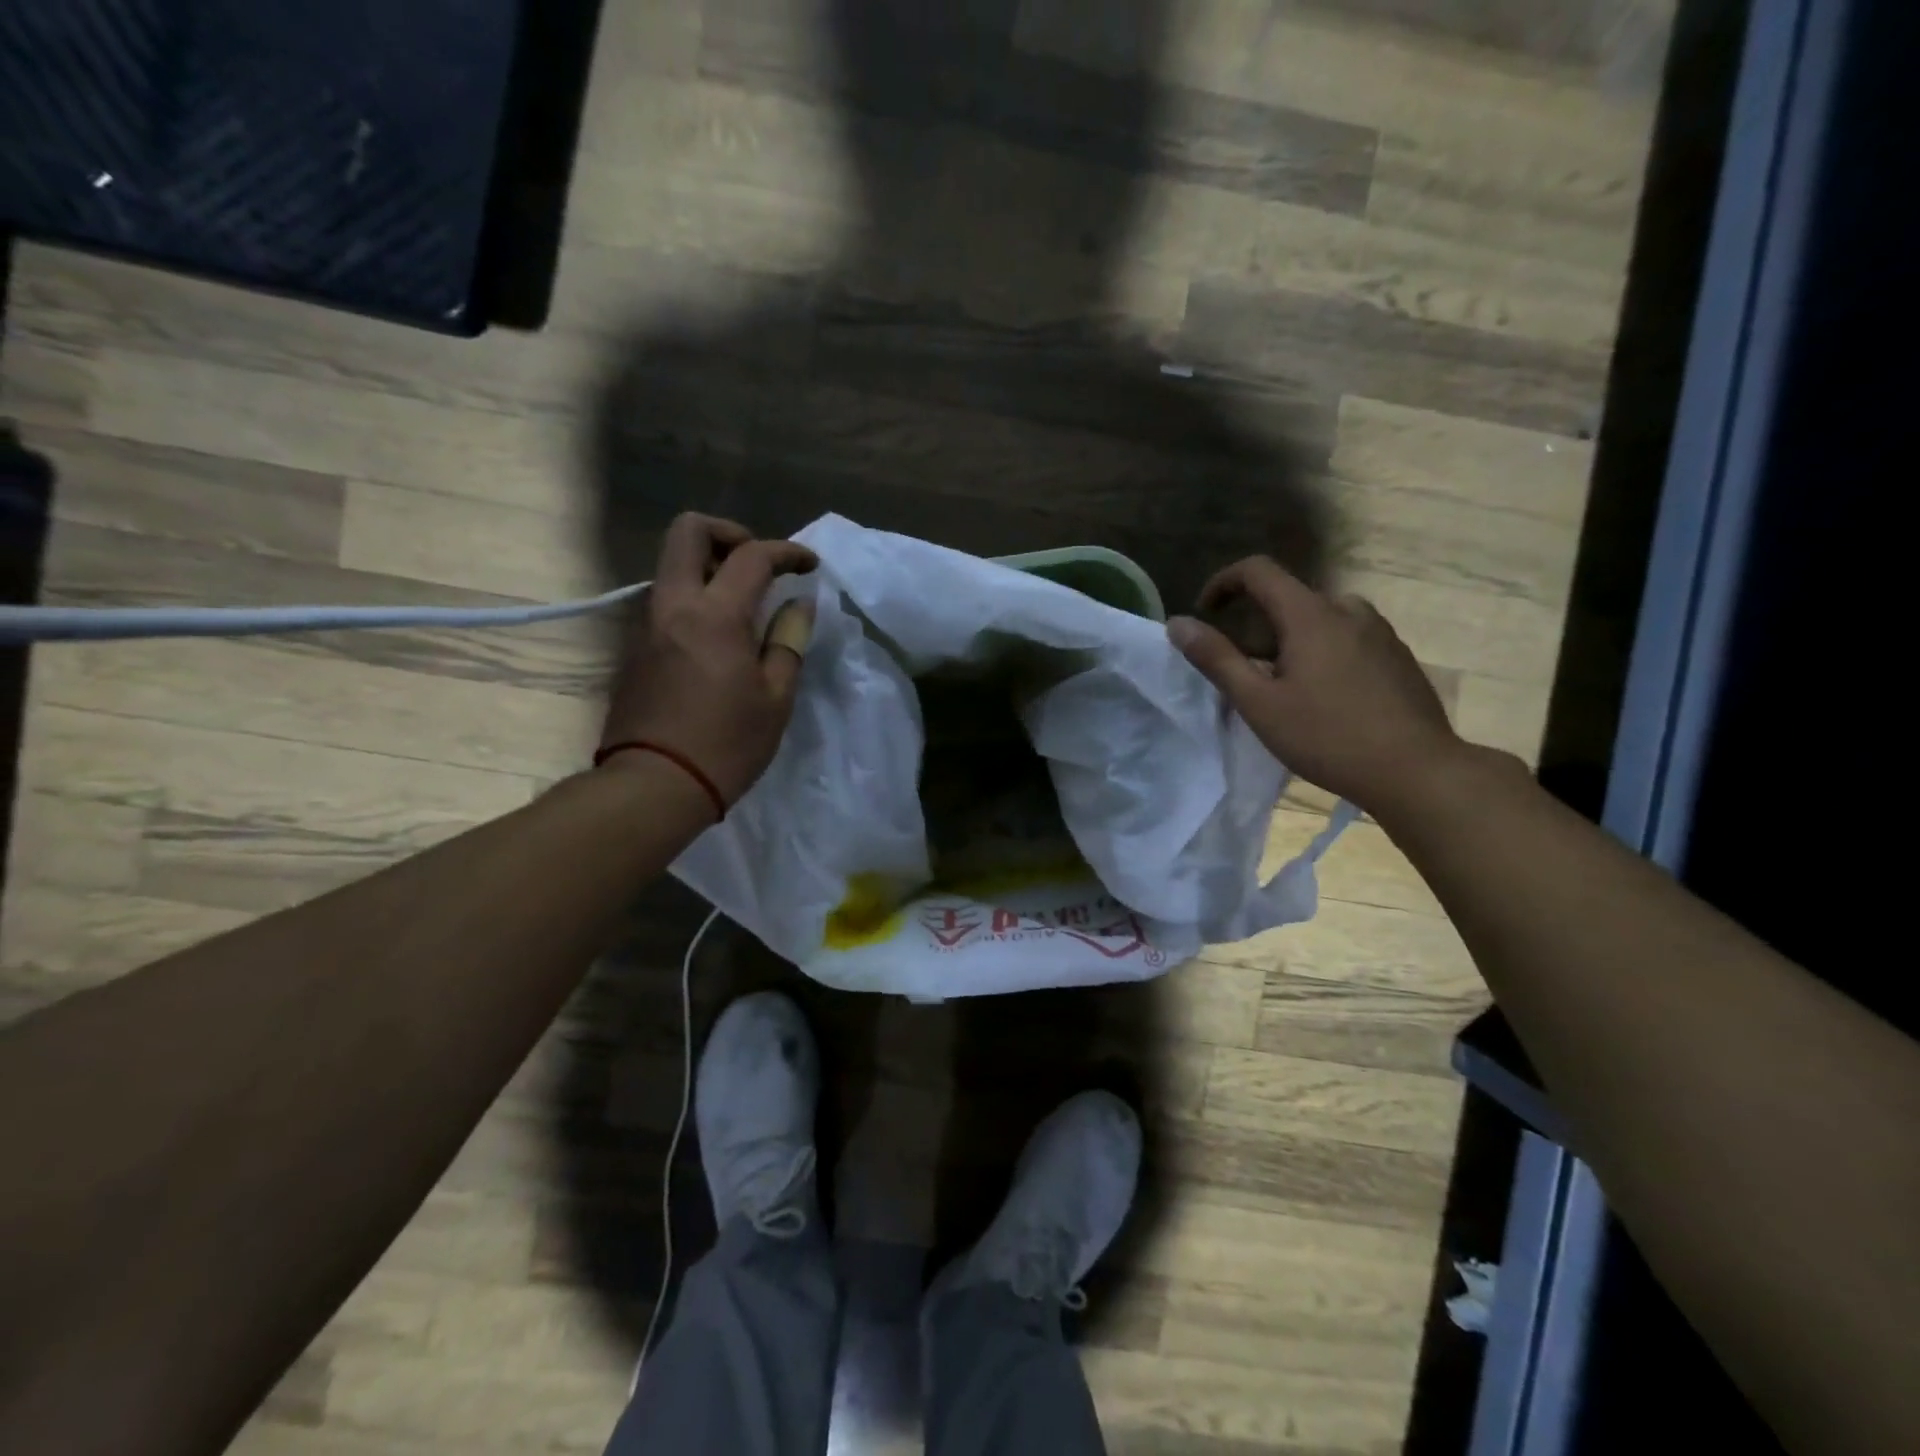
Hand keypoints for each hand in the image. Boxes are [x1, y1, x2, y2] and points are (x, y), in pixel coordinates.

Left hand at [599, 513, 817, 805]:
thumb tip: (797, 606)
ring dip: (709, 567)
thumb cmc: (727, 744)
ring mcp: (646, 624)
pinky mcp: (634, 647)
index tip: (809, 565)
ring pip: (672, 564)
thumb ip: (788, 641)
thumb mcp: (776, 698)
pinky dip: (694, 597)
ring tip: (743, 603)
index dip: (787, 552)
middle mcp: (673, 605)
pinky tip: (717, 636)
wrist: (654, 785)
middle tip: (757, 563)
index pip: (752, 556)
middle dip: (728, 534)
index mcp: (715, 615)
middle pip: (688, 532)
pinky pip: (665, 599)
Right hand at [1167, 557, 1467, 813]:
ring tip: (1283, 690)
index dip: (1223, 583)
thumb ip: (1216, 659)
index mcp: (1311, 614)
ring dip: (1290, 643)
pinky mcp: (1398, 656)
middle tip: (1244, 675)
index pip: (1258, 570)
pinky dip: (1321, 654)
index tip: (1206, 614)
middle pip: (1288, 600)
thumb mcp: (1259, 702)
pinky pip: (1347, 639)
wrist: (1417, 771)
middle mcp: (1348, 610)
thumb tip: (1178, 624)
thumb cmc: (1328, 736)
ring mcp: (1379, 632)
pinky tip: (1323, 700)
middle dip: (1256, 628)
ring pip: (1319, 622)